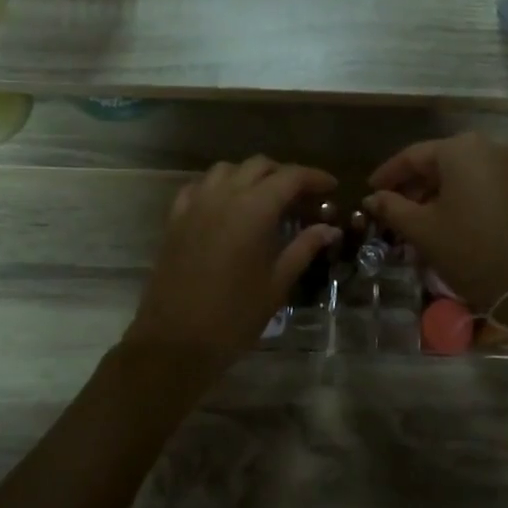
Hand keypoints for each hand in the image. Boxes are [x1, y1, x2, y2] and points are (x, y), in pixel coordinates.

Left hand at [125, 156, 339, 378]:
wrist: (175, 341)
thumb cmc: (234, 316)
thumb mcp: (277, 284)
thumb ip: (303, 248)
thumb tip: (329, 228)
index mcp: (254, 210)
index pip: (290, 177)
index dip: (314, 177)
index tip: (332, 187)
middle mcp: (223, 197)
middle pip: (259, 166)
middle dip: (285, 175)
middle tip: (303, 197)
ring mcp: (195, 205)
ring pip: (227, 170)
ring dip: (251, 176)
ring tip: (266, 198)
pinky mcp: (175, 220)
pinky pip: (199, 187)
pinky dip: (218, 187)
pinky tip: (227, 206)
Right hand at [364, 134, 507, 313]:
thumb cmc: (472, 251)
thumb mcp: (423, 230)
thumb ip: (392, 208)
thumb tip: (372, 198)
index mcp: (461, 149)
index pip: (413, 156)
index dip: (388, 175)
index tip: (370, 192)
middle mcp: (492, 147)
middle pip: (441, 161)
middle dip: (416, 185)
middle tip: (396, 209)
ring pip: (466, 173)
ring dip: (442, 192)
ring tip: (424, 218)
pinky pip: (489, 183)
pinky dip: (468, 196)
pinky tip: (457, 220)